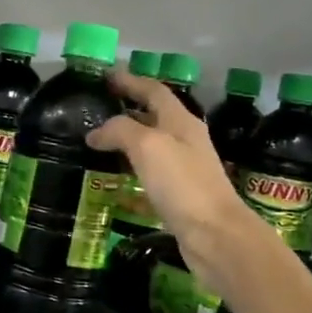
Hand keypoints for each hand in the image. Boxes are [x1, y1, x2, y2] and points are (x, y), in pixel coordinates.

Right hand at [88, 69, 266, 288]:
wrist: (215, 235)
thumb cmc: (183, 184)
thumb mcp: (148, 146)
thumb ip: (120, 131)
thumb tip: (96, 133)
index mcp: (181, 122)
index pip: (154, 91)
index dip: (130, 81)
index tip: (106, 76)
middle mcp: (185, 140)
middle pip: (154, 116)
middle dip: (127, 108)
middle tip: (98, 109)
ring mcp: (184, 169)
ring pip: (151, 145)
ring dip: (127, 140)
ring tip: (99, 142)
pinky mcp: (179, 195)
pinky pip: (150, 173)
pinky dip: (132, 169)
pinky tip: (116, 178)